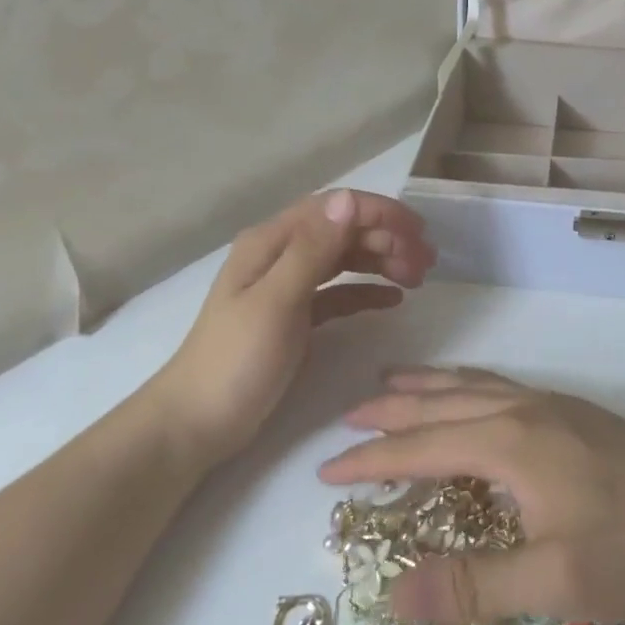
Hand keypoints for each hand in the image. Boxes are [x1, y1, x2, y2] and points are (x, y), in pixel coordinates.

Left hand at [157, 191, 434, 459]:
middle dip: (387, 238)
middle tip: (428, 261)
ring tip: (419, 277)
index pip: (333, 209)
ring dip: (382, 261)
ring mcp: (288, 287)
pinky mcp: (296, 317)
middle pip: (343, 231)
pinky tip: (393, 299)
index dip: (379, 213)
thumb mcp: (276, 301)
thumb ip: (313, 250)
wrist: (196, 423)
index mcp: (271, 243)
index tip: (418, 232)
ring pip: (344, 259)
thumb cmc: (236, 361)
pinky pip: (340, 292)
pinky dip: (367, 290)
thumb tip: (349, 200)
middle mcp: (280, 255)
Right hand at [318, 369, 624, 624]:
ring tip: (393, 382)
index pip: (422, 448)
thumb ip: (471, 586)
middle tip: (350, 415)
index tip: (328, 468)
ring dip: (428, 386)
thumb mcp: (550, 582)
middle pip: (442, 404)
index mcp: (509, 443)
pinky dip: (466, 383)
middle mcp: (523, 410)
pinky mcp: (573, 411)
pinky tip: (471, 393)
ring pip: (473, 384)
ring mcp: (551, 404)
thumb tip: (391, 593)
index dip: (373, 459)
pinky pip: (499, 384)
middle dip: (392, 411)